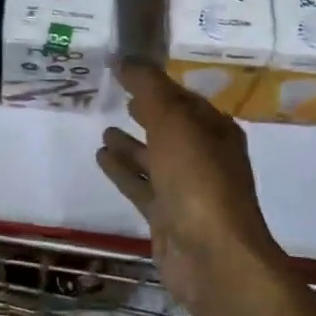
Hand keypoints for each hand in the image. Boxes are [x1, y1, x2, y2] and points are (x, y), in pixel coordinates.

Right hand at [96, 61, 315, 315]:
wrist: (212, 257)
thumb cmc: (198, 181)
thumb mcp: (173, 122)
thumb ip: (148, 88)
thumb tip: (125, 57)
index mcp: (214, 131)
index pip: (182, 97)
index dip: (155, 83)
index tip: (125, 69)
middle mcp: (203, 157)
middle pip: (170, 126)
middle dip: (146, 111)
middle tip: (117, 93)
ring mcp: (185, 189)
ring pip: (153, 157)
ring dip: (131, 143)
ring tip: (104, 127)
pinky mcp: (166, 216)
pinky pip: (140, 184)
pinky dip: (122, 170)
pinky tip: (100, 156)